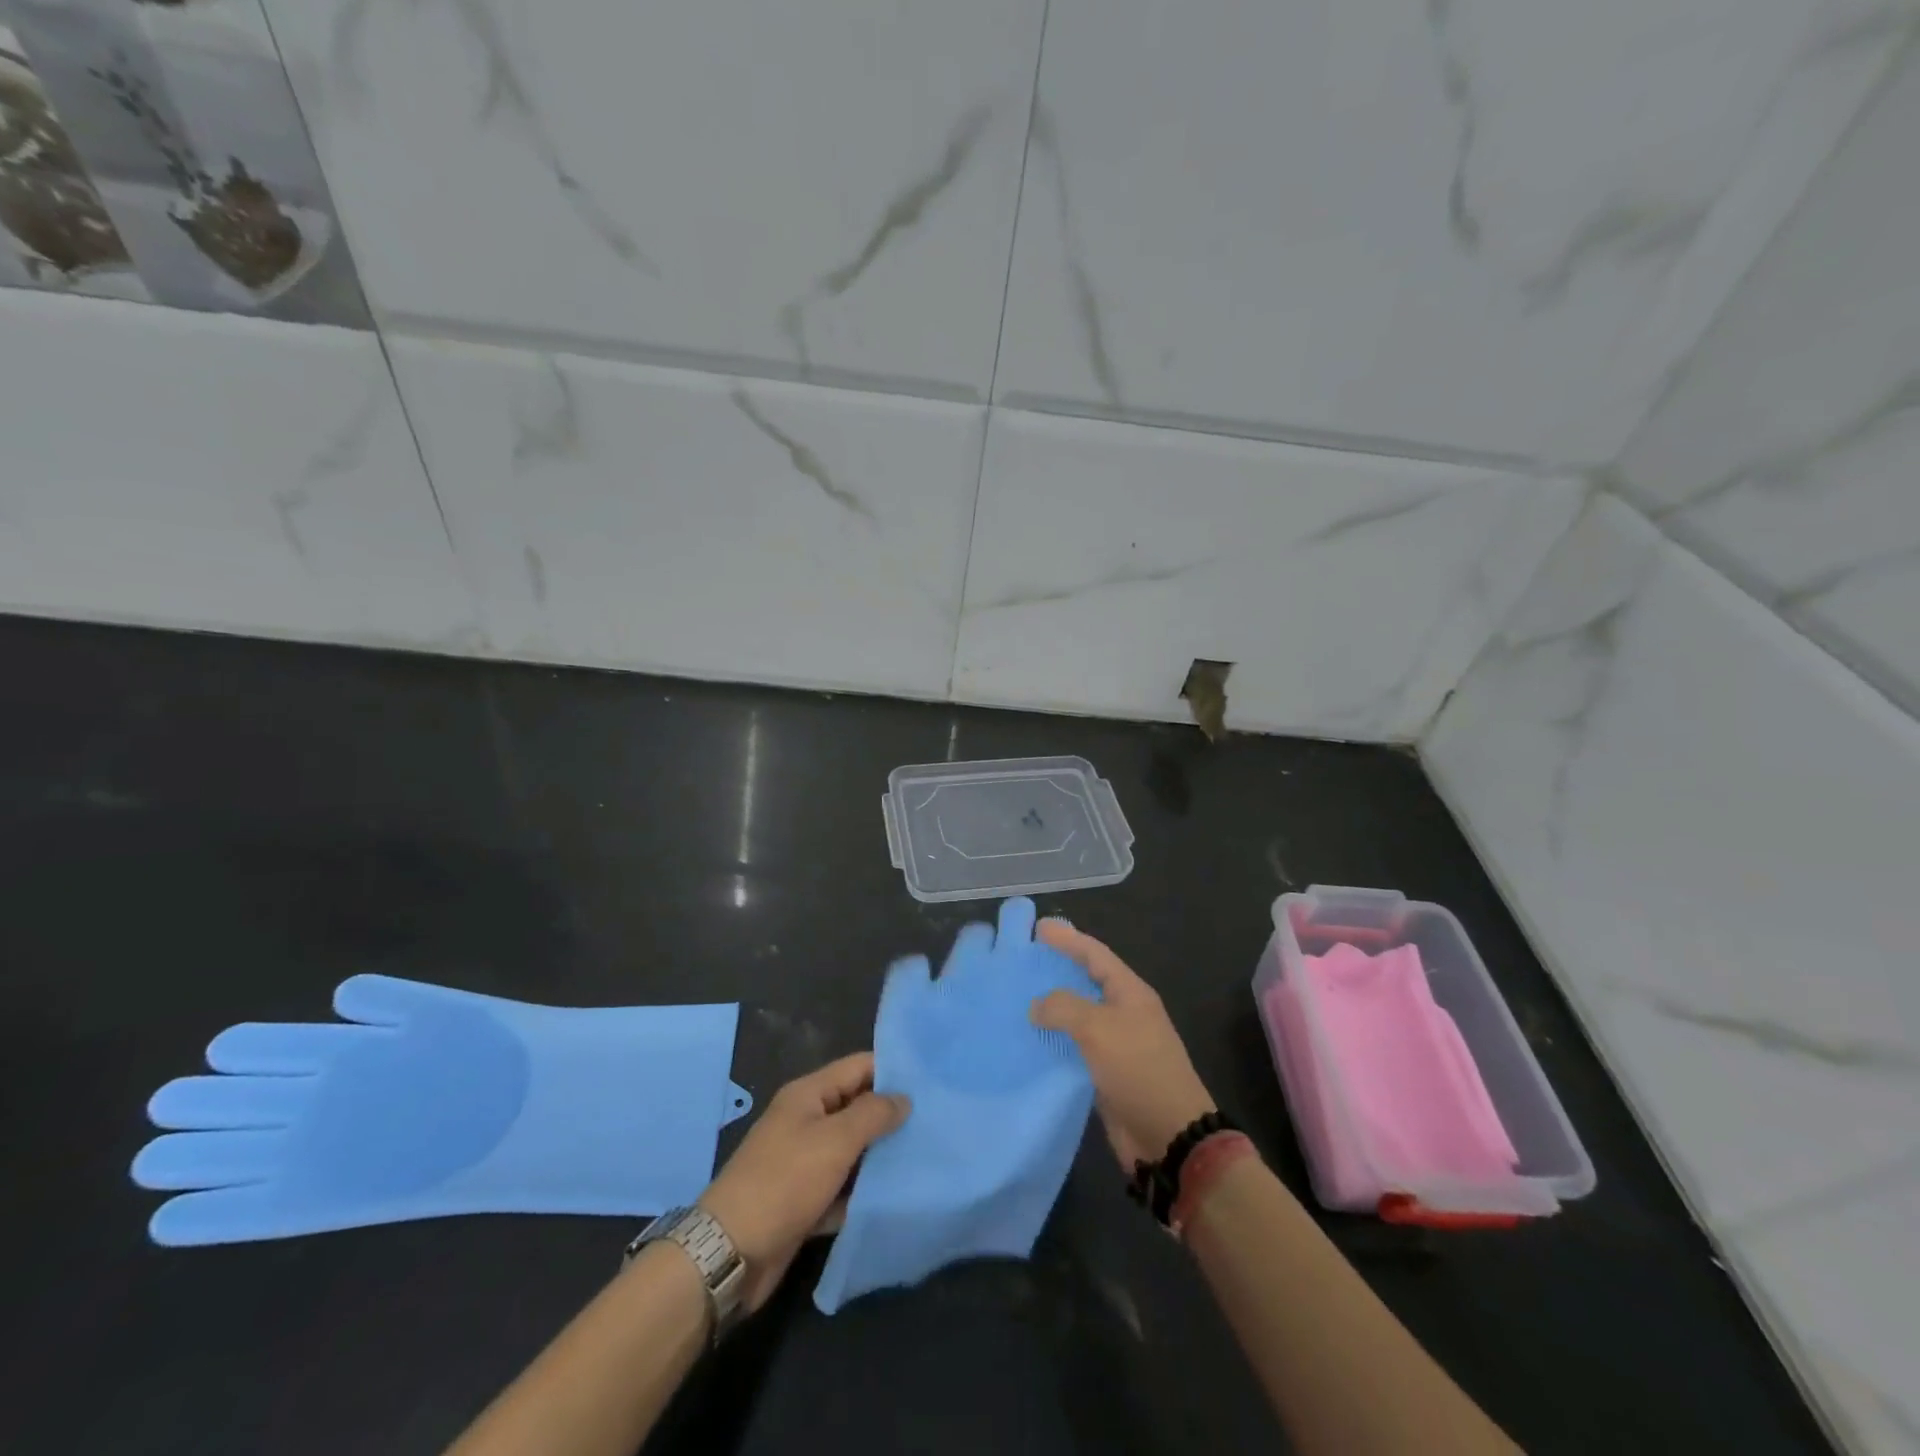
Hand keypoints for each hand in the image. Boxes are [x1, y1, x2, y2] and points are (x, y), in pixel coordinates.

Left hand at [699, 1053, 908, 1311]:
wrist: (729, 1254)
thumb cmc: (783, 1183)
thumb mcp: (833, 1141)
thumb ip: (872, 1114)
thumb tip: (903, 1098)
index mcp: (808, 1095)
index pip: (858, 1067)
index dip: (892, 1070)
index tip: (932, 1080)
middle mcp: (806, 1121)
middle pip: (857, 1107)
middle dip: (891, 1115)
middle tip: (937, 1121)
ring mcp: (804, 1162)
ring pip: (853, 1150)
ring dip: (881, 1155)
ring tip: (926, 1156)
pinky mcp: (805, 1200)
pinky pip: (843, 1187)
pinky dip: (863, 1191)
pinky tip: (896, 1197)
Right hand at [1029, 922, 1216, 1168]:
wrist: (1169, 1135)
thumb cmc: (1138, 1069)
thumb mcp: (1099, 1028)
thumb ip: (1064, 1007)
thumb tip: (1037, 1005)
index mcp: (1130, 992)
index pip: (1095, 954)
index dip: (1068, 939)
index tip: (1039, 928)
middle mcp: (1124, 1012)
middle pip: (1087, 981)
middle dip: (1058, 968)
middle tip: (1025, 959)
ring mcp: (1116, 1044)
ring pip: (1079, 1015)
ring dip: (1052, 1006)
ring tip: (1018, 997)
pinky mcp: (1106, 1073)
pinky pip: (1075, 1047)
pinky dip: (1053, 1041)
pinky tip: (1029, 1040)